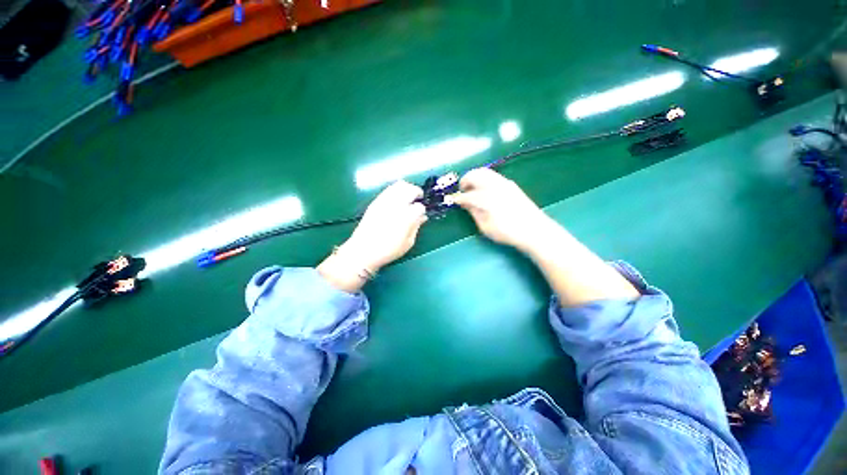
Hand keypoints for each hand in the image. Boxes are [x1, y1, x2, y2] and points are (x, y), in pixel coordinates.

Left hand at [318, 181, 426, 291]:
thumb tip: (422, 217)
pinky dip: (396, 190)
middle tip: (418, 198)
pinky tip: (397, 199)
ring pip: (399, 185)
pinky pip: (389, 189)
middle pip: (410, 189)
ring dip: (407, 188)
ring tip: (409, 196)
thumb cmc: (388, 250)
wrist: (363, 250)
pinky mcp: (376, 202)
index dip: (422, 210)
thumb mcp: (408, 243)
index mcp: (406, 218)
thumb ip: (416, 227)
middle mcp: (396, 206)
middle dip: (417, 192)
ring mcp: (384, 202)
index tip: (421, 215)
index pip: (419, 207)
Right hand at [451, 168, 551, 251]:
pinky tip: (484, 190)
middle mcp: (493, 186)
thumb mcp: (485, 226)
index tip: (453, 200)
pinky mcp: (510, 184)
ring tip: (472, 189)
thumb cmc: (507, 232)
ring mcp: (503, 183)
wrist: (533, 229)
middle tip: (462, 191)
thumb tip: (465, 203)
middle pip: (474, 175)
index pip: (466, 195)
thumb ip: (474, 212)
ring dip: (474, 178)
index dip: (457, 198)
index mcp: (485, 198)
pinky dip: (484, 179)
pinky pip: (492, 175)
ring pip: (484, 172)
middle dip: (465, 181)